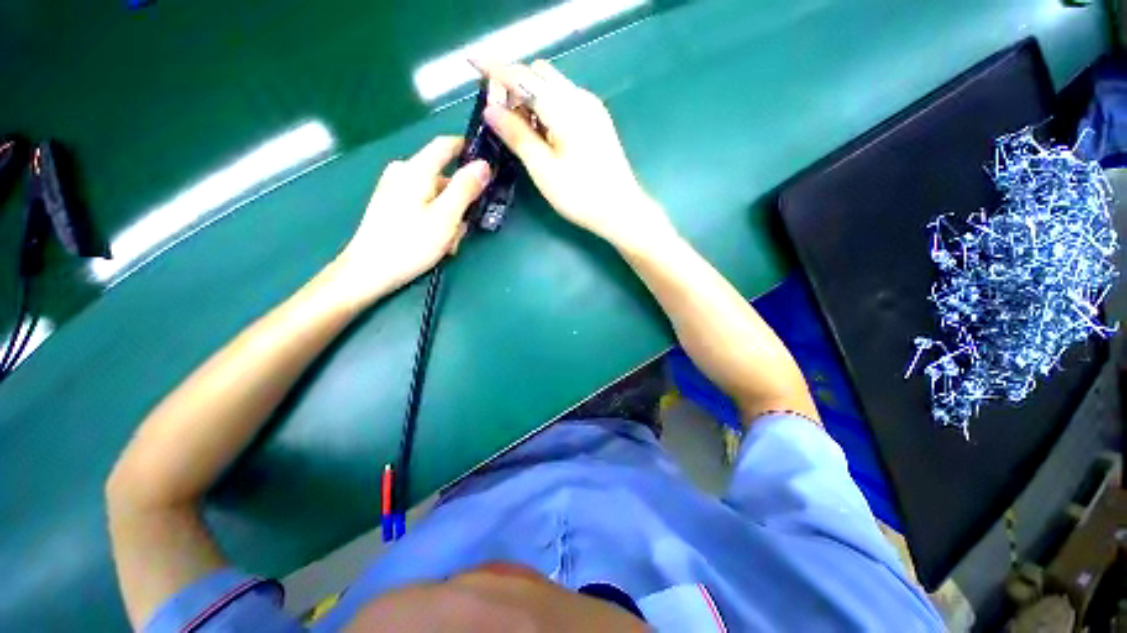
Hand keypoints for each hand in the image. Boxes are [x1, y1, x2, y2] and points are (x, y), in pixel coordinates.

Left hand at [331, 137, 489, 307]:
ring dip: (450, 218)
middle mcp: (403, 173)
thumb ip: (465, 188)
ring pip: (437, 196)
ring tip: (448, 243)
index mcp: (415, 170)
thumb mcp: (445, 217)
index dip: (469, 149)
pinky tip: (437, 243)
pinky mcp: (393, 206)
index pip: (446, 145)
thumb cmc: (409, 244)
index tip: (490, 164)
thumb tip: (484, 164)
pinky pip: (425, 206)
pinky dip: (437, 221)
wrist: (369, 271)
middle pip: (445, 178)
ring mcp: (396, 190)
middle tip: (463, 229)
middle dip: (460, 202)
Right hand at [481, 60, 672, 249]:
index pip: (522, 76)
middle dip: (513, 85)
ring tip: (519, 128)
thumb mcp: (543, 169)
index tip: (471, 62)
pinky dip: (547, 107)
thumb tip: (490, 108)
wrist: (620, 210)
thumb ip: (517, 135)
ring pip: (552, 86)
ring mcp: (591, 108)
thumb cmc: (581, 195)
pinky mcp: (597, 121)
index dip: (494, 68)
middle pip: (538, 75)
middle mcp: (579, 98)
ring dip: (530, 97)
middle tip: (500, 116)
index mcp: (564, 107)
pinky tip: (543, 132)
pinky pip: (565, 100)